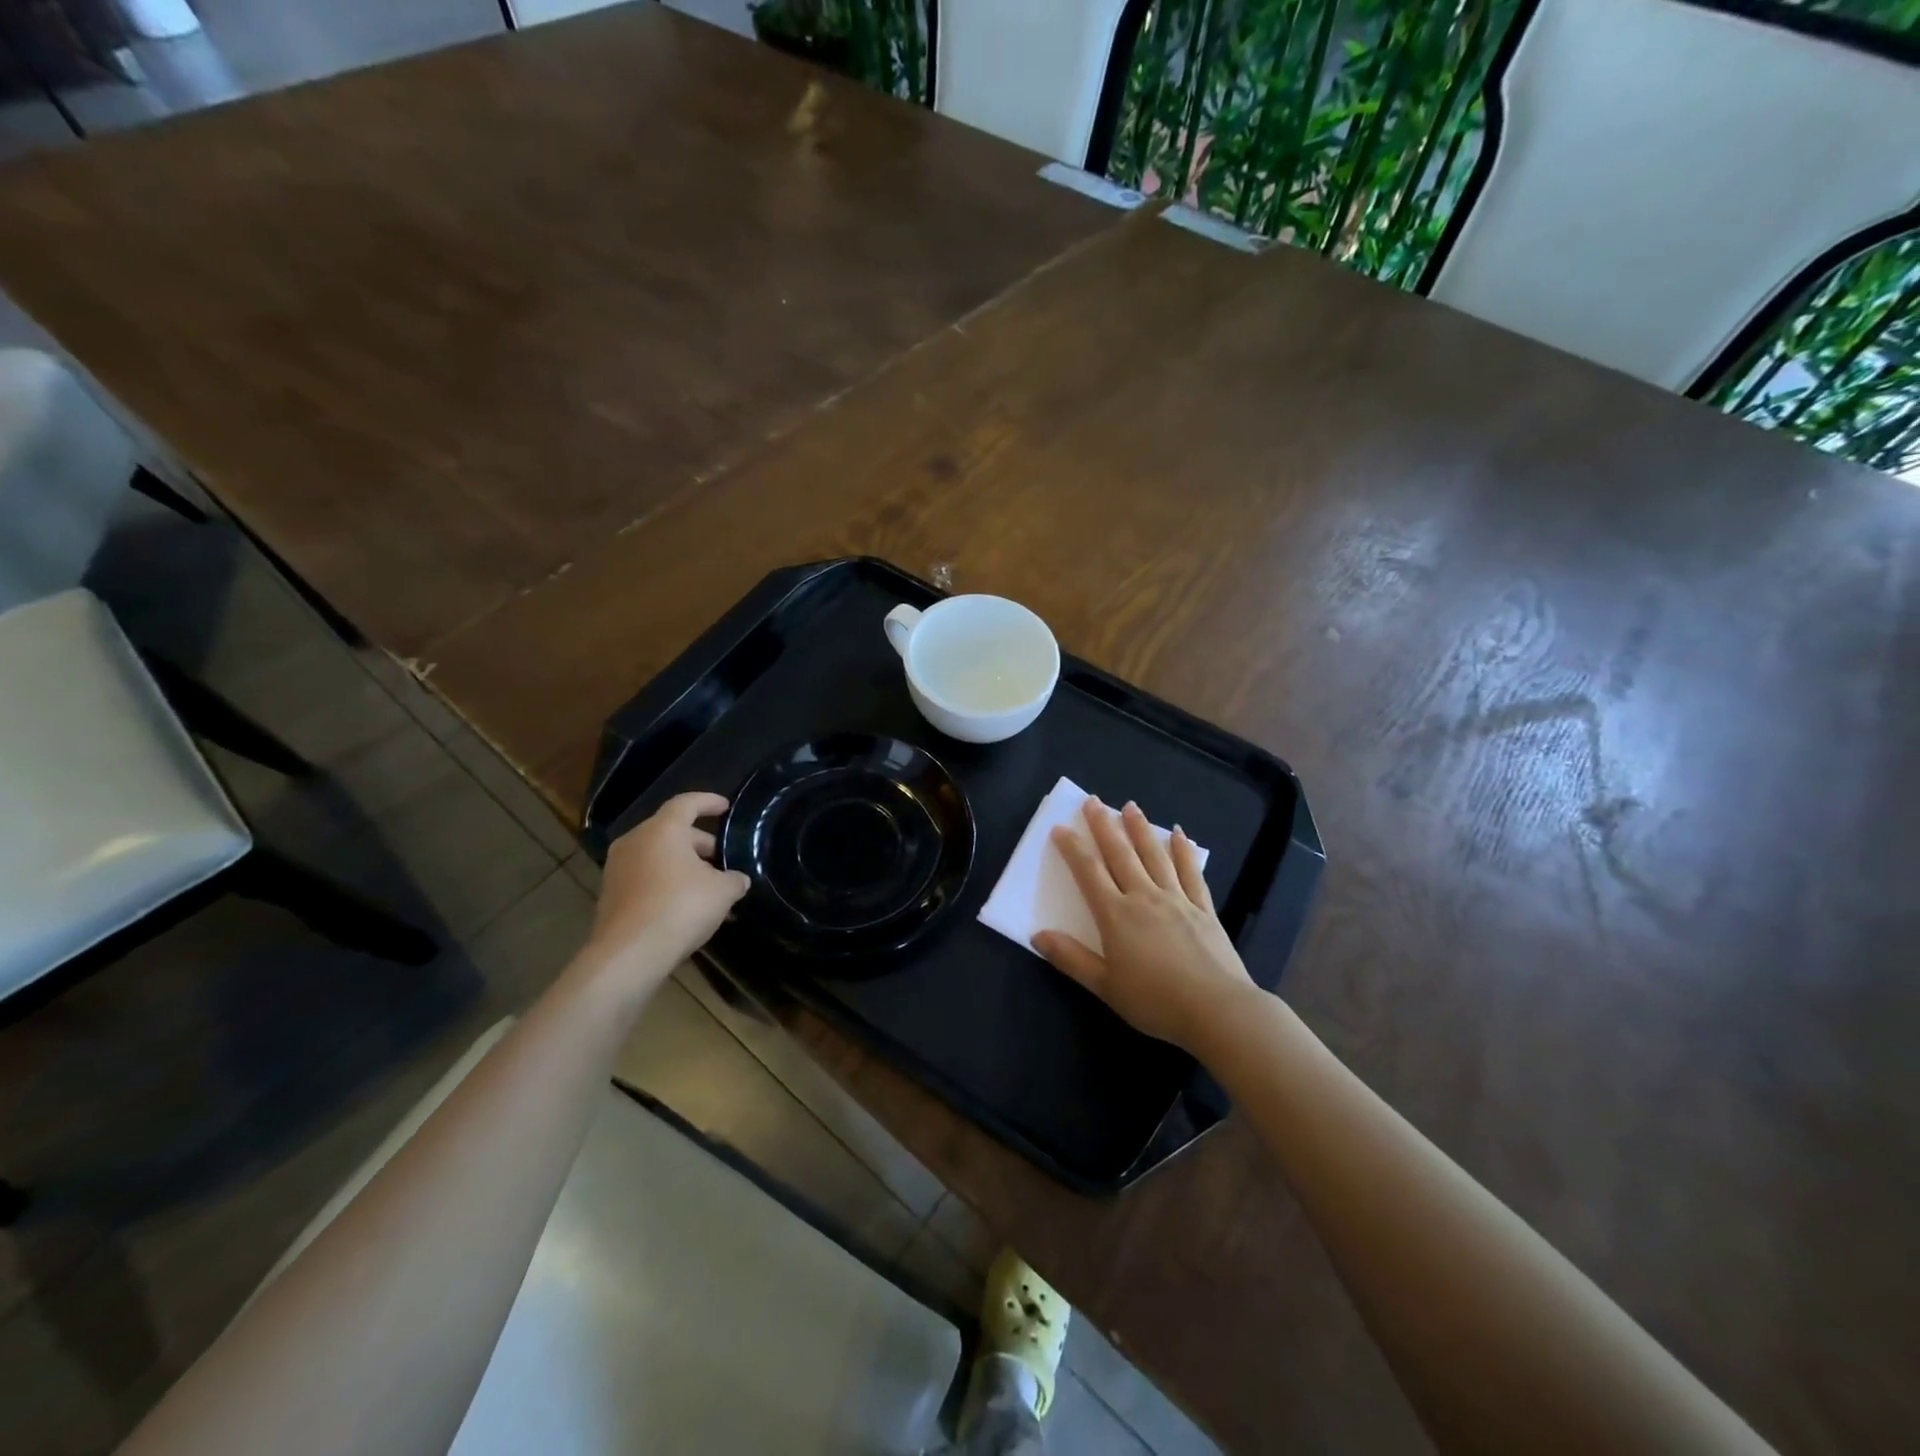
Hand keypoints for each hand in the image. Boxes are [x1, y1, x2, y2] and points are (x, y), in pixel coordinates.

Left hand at [584, 793, 749, 982]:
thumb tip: (738, 879)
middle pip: (671, 831)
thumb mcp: (722, 891)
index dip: (709, 802)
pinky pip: (645, 878)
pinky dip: (666, 883)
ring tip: (708, 885)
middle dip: (699, 842)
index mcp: (662, 830)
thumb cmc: (680, 907)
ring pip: (657, 856)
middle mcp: (635, 841)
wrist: (629, 954)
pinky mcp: (611, 895)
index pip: (687, 803)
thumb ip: (734, 879)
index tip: (726, 806)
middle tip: (723, 858)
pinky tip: (686, 905)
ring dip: (683, 865)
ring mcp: (617, 869)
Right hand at [1033, 798, 1257, 1052]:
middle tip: (1093, 801)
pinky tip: (1179, 834)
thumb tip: (1037, 935)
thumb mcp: (1105, 986)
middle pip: (1121, 854)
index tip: (1061, 827)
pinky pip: (1190, 872)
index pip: (1089, 872)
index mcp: (1116, 915)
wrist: (1217, 1010)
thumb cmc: (1155, 1001)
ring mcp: (1177, 899)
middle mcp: (1144, 897)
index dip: (1073, 848)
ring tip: (1130, 806)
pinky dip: (1183, 851)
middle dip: (1104, 826)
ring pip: (1154, 855)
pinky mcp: (1203, 908)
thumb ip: (1071, 958)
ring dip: (1140, 829)